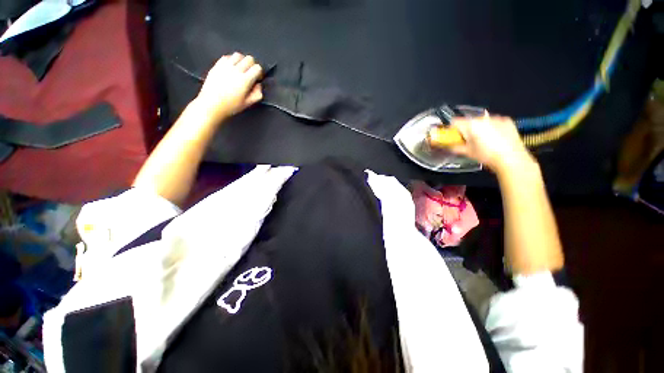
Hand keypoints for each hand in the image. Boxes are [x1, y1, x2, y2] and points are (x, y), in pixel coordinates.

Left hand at [195, 52, 263, 122]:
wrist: (211, 104)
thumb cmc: (230, 106)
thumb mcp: (248, 103)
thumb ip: (257, 94)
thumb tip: (258, 85)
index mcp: (245, 80)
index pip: (257, 68)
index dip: (259, 73)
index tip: (257, 78)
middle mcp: (236, 70)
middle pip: (249, 58)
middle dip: (252, 65)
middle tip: (250, 73)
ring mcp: (225, 66)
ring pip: (238, 55)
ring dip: (242, 61)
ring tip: (241, 69)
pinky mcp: (217, 65)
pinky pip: (227, 57)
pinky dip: (231, 60)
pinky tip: (231, 68)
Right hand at [449, 115, 535, 173]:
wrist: (511, 158)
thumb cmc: (486, 155)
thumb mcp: (468, 153)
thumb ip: (455, 147)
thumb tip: (448, 146)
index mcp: (471, 125)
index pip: (455, 121)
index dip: (452, 128)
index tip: (453, 136)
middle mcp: (482, 118)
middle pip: (469, 121)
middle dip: (467, 129)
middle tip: (469, 140)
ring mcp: (496, 118)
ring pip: (482, 121)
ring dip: (480, 128)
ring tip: (484, 140)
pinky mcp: (507, 121)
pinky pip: (495, 122)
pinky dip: (492, 127)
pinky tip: (496, 137)